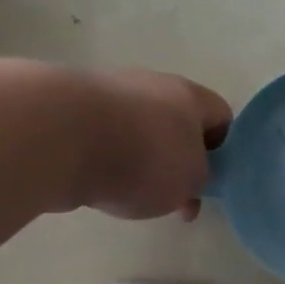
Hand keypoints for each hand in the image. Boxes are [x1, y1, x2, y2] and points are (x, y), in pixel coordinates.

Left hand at [75, 69, 231, 220]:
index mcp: (191, 96)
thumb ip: (200, 179)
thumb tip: (186, 177)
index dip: (225, 151)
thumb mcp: (192, 180)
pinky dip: (105, 161)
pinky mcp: (69, 109)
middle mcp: (152, 86)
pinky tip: (97, 183)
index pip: (223, 118)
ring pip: (138, 132)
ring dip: (140, 160)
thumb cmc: (144, 157)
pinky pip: (102, 139)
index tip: (213, 182)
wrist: (59, 136)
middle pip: (177, 124)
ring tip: (131, 194)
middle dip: (178, 160)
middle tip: (175, 197)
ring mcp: (108, 93)